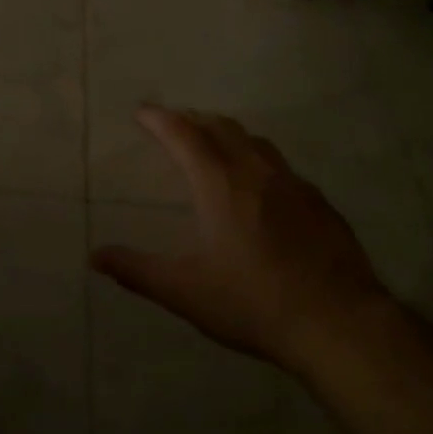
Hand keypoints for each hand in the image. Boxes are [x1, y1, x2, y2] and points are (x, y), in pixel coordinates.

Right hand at [91, 106, 391, 371]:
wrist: (337, 322)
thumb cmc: (252, 303)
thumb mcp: (185, 291)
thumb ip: (137, 270)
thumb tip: (95, 256)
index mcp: (220, 185)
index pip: (185, 135)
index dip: (160, 119)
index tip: (142, 111)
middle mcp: (257, 172)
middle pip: (222, 128)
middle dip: (193, 119)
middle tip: (173, 124)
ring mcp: (294, 185)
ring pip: (256, 142)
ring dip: (228, 134)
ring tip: (213, 143)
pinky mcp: (320, 203)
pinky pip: (282, 166)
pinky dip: (258, 159)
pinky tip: (261, 186)